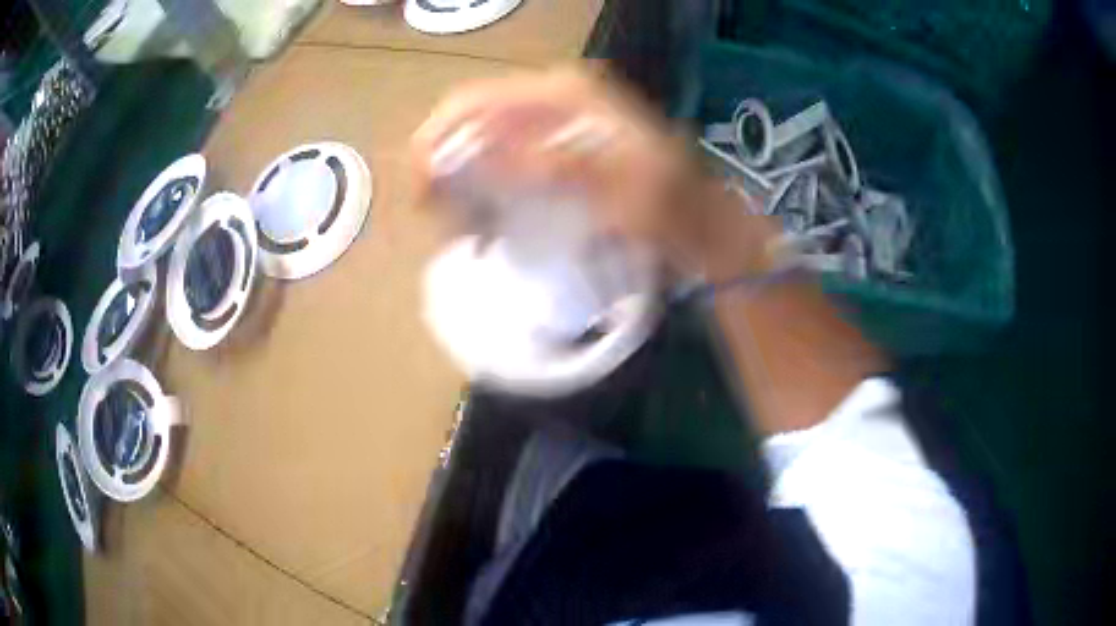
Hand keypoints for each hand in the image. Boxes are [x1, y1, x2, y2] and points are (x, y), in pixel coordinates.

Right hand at [411, 66, 776, 280]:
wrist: (701, 225)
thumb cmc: (669, 208)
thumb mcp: (620, 187)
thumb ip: (555, 164)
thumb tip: (486, 154)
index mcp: (563, 94)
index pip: (474, 102)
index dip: (436, 142)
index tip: (423, 196)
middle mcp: (553, 98)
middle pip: (472, 120)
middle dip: (445, 168)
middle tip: (440, 220)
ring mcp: (555, 122)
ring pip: (483, 141)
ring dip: (463, 185)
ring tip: (463, 229)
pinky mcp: (558, 149)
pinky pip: (503, 161)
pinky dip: (487, 191)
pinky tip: (488, 223)